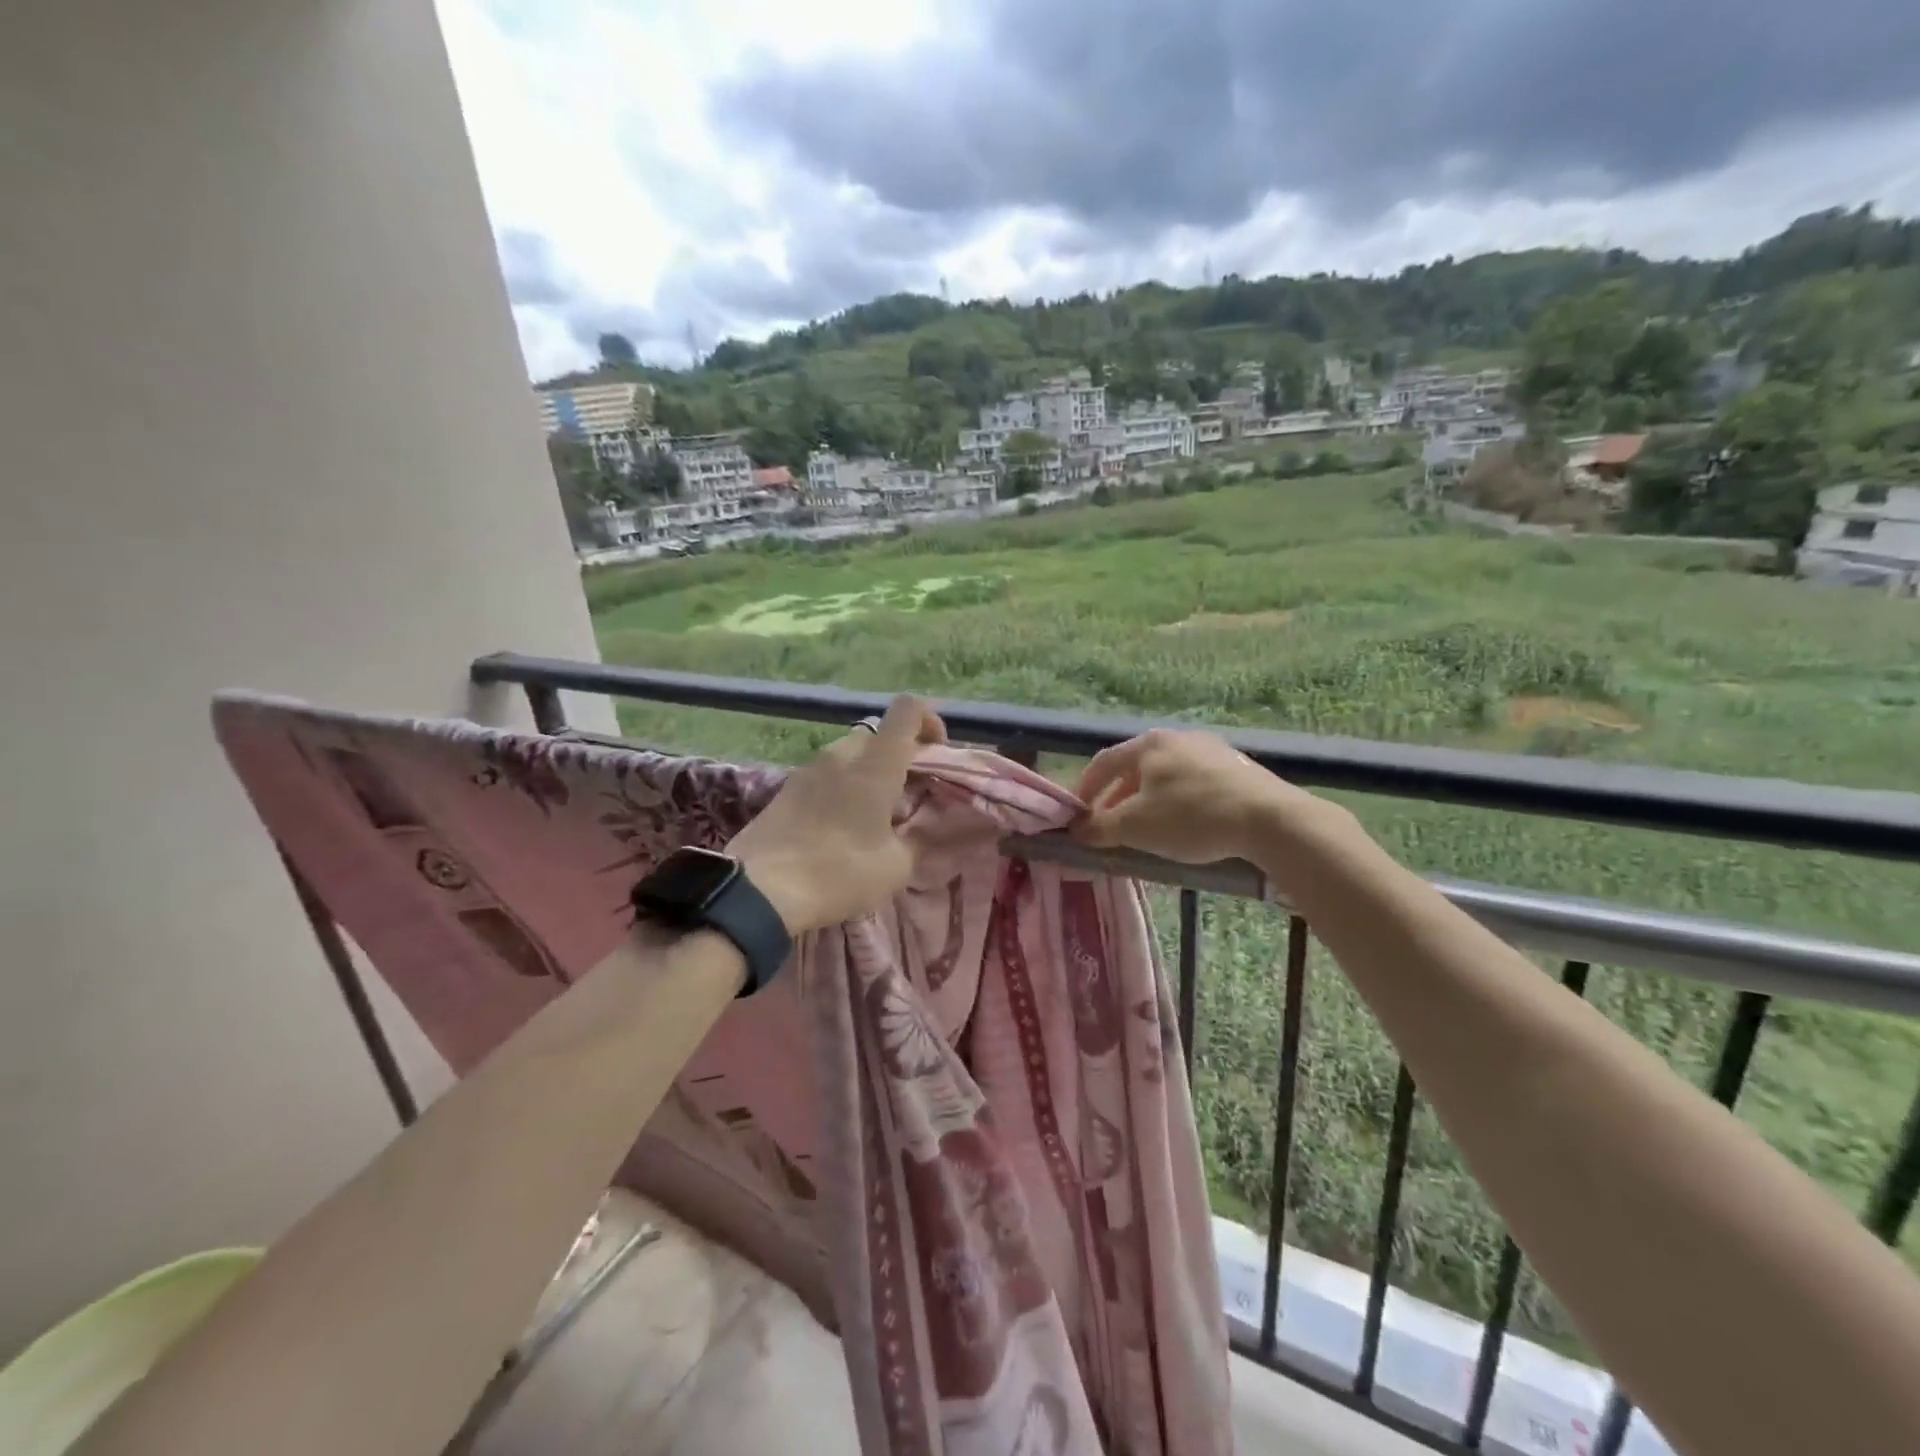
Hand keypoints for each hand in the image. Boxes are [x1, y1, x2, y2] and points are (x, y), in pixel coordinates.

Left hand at [727, 696, 946, 932]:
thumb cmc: (839, 872)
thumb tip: (923, 829)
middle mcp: (842, 754)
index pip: (908, 710)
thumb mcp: (896, 867)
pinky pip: (826, 774)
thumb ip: (918, 840)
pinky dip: (842, 787)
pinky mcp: (786, 788)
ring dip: (868, 773)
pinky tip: (841, 827)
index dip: (930, 720)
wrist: (759, 891)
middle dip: (898, 756)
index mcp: (876, 764)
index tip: (937, 753)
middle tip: (907, 795)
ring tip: (873, 816)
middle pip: (878, 734)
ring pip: (850, 754)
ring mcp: (809, 768)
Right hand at [1073, 727, 1349, 865]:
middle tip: (1109, 826)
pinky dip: (1178, 802)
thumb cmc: (1191, 817)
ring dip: (1148, 801)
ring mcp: (1211, 750)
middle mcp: (1178, 738)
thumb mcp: (1136, 826)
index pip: (1104, 762)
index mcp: (1149, 744)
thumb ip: (1101, 826)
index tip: (1076, 816)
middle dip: (1117, 798)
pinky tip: (1184, 825)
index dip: (1085, 789)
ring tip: (1146, 829)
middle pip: (1135, 768)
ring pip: (1166, 776)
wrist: (1269, 819)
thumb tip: (1077, 830)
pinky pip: (1194, 783)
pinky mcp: (1237, 768)